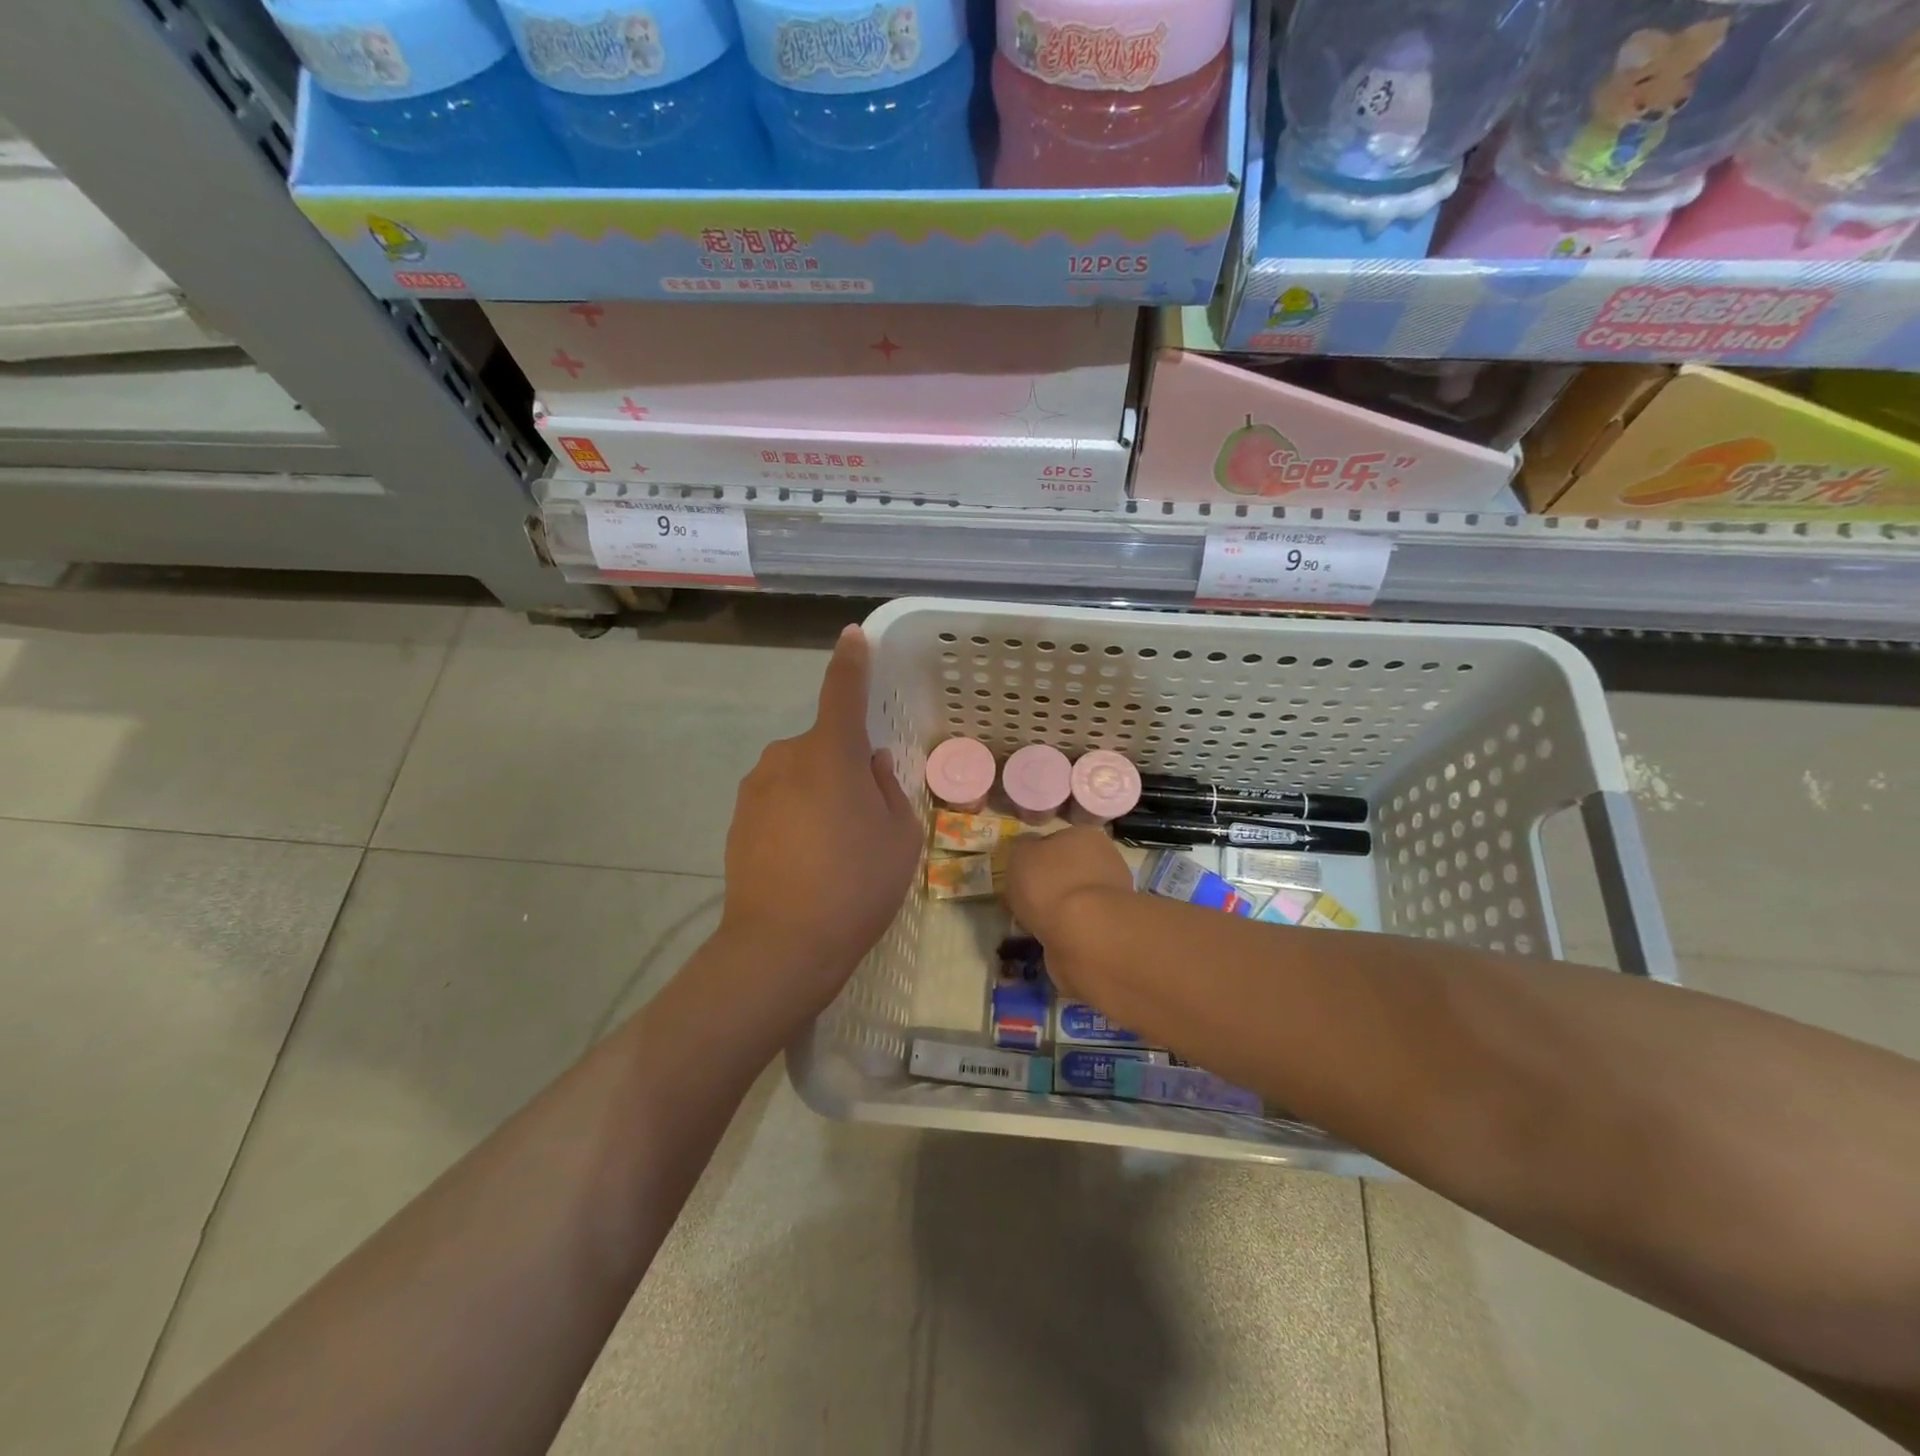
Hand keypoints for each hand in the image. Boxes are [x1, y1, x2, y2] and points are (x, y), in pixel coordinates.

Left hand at [720, 626, 920, 1023]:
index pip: (842, 691)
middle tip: (865, 820)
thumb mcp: (899, 836)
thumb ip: (888, 789)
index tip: (853, 636)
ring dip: (819, 794)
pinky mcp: (738, 820)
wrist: (781, 946)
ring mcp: (755, 789)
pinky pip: (779, 801)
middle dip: (844, 767)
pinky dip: (796, 817)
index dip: (851, 662)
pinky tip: (806, 862)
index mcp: (830, 753)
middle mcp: (786, 758)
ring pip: (800, 776)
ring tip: (834, 850)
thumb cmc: (856, 885)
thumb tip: (871, 765)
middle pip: (824, 746)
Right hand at [1005, 827, 1133, 1000]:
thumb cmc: (1050, 883)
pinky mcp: (1115, 925)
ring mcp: (1114, 893)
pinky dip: (1068, 928)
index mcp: (1083, 834)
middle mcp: (1105, 858)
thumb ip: (1022, 848)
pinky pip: (1082, 922)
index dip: (1035, 857)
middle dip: (1050, 883)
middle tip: (1026, 901)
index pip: (1055, 840)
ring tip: (1036, 924)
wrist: (1086, 933)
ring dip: (1059, 908)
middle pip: (1068, 868)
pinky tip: (1053, 937)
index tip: (1020, 875)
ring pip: (1076, 897)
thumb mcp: (1019, 855)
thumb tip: (1026, 848)